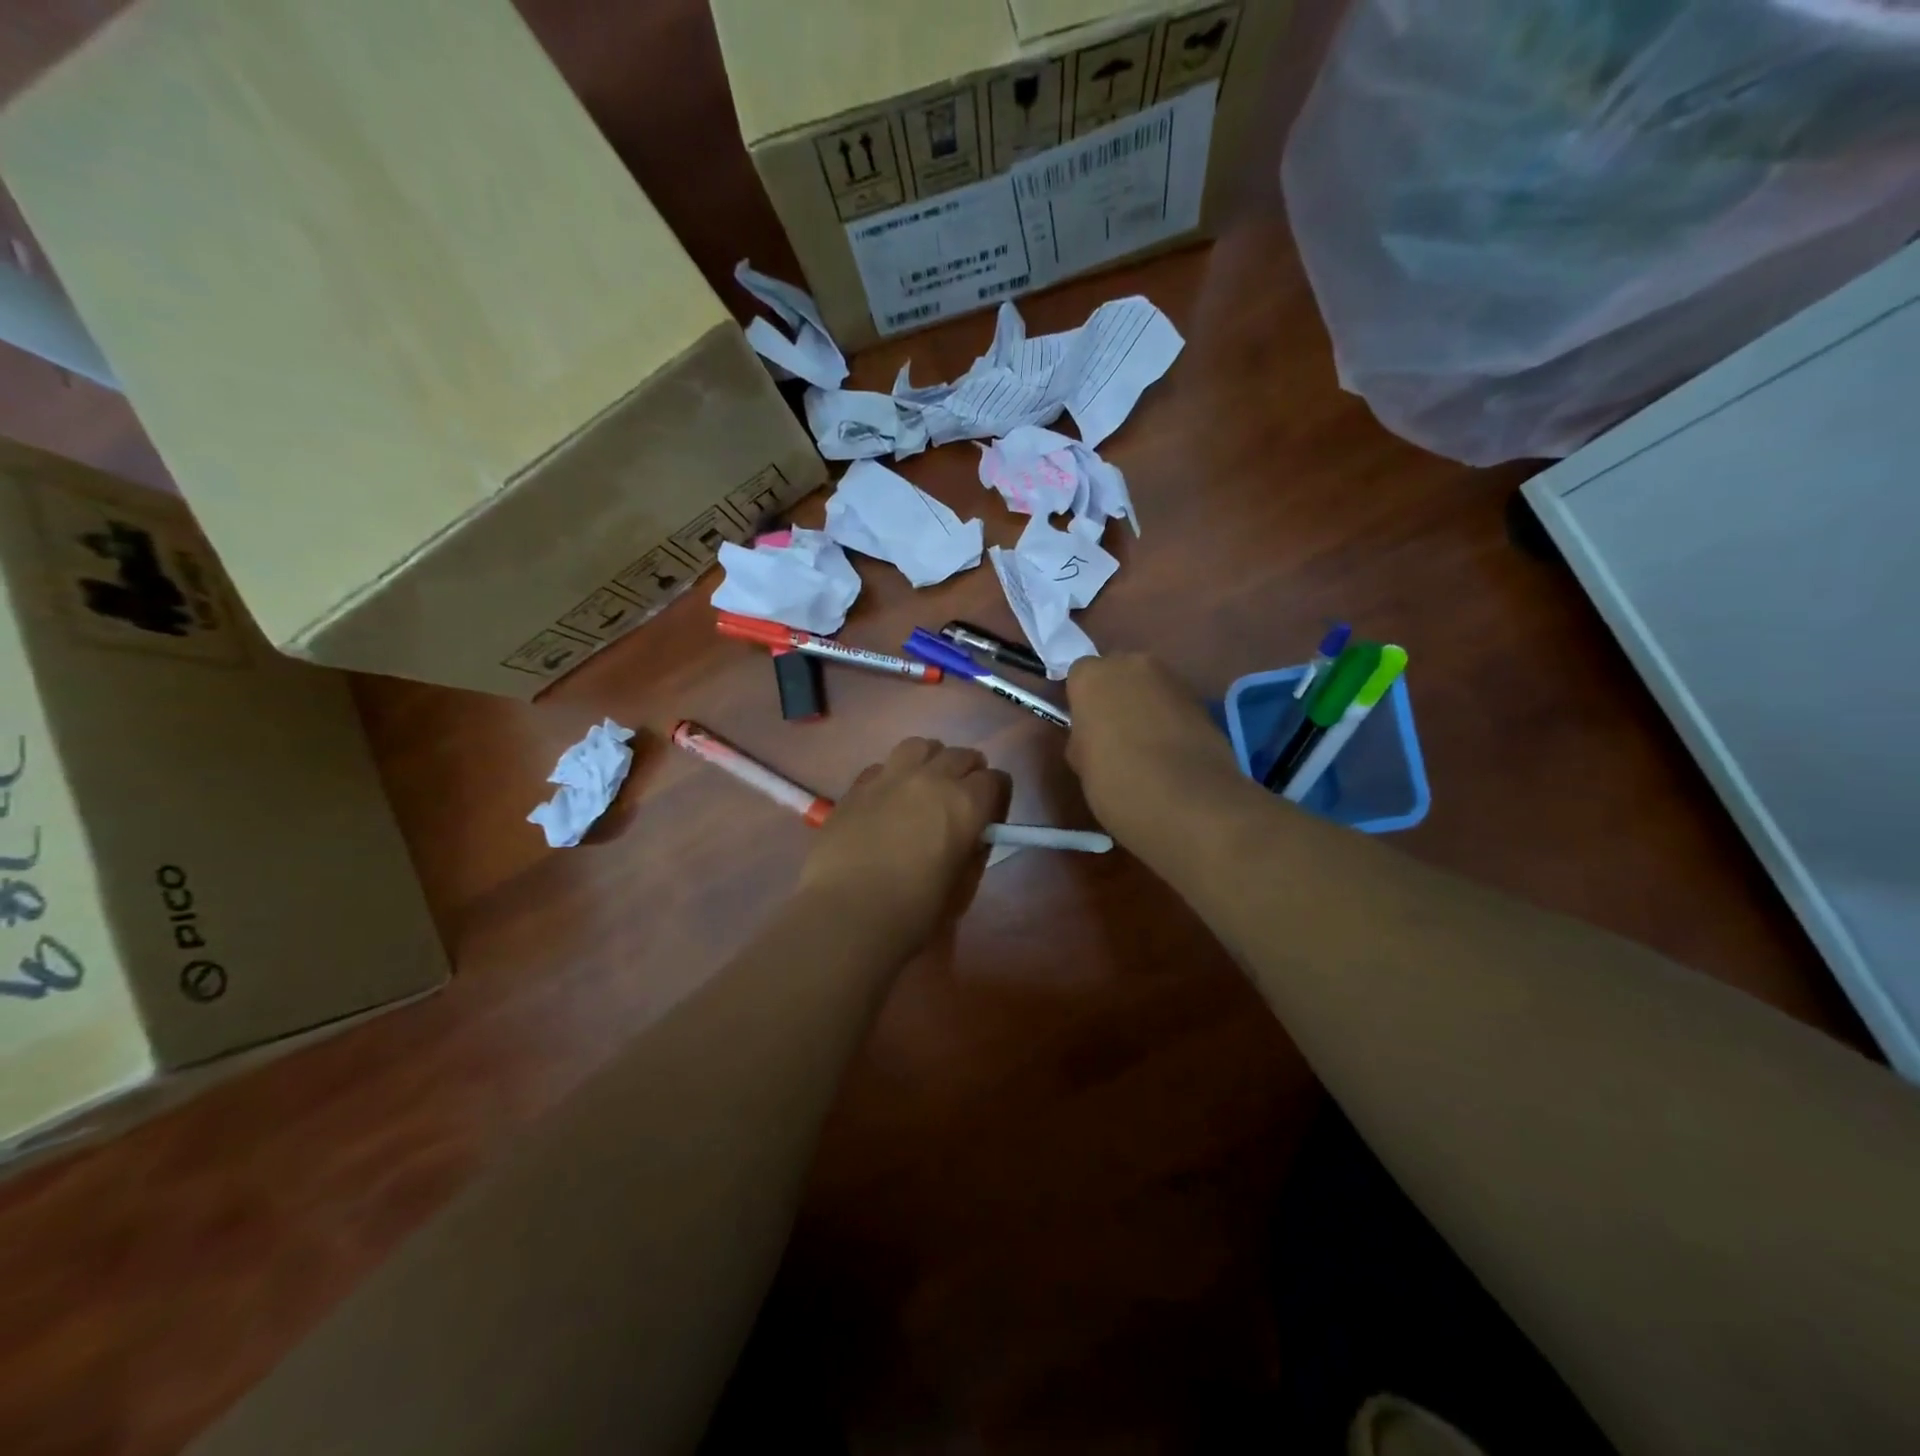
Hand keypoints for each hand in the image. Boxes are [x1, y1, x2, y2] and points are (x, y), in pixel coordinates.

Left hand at [799, 738, 1009, 948]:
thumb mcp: (961, 888)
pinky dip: (893, 776)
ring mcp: (890, 777)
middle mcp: (931, 779)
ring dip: (930, 761)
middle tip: (959, 802)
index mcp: (966, 804)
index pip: (996, 780)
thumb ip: (973, 851)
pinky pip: (883, 765)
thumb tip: (972, 834)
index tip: (988, 819)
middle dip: (968, 774)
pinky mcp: (857, 786)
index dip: (996, 798)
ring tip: (924, 786)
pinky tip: (887, 801)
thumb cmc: (913, 912)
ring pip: (920, 746)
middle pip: (961, 756)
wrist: (846, 914)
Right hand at [1065, 654, 1246, 850]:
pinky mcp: (1202, 700)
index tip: (1082, 727)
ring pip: (1148, 686)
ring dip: (1143, 706)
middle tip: (1111, 734)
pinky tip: (1168, 751)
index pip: (1079, 675)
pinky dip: (1168, 719)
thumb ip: (1082, 735)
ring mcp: (1172, 679)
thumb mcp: (1080, 762)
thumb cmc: (1117, 782)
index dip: (1080, 701)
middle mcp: (1132, 664)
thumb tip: (1093, 733)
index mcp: (1092, 676)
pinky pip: (1173, 703)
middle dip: (1113, 696)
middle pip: (1116, 672)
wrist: (1189, 802)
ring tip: (1143, 746)